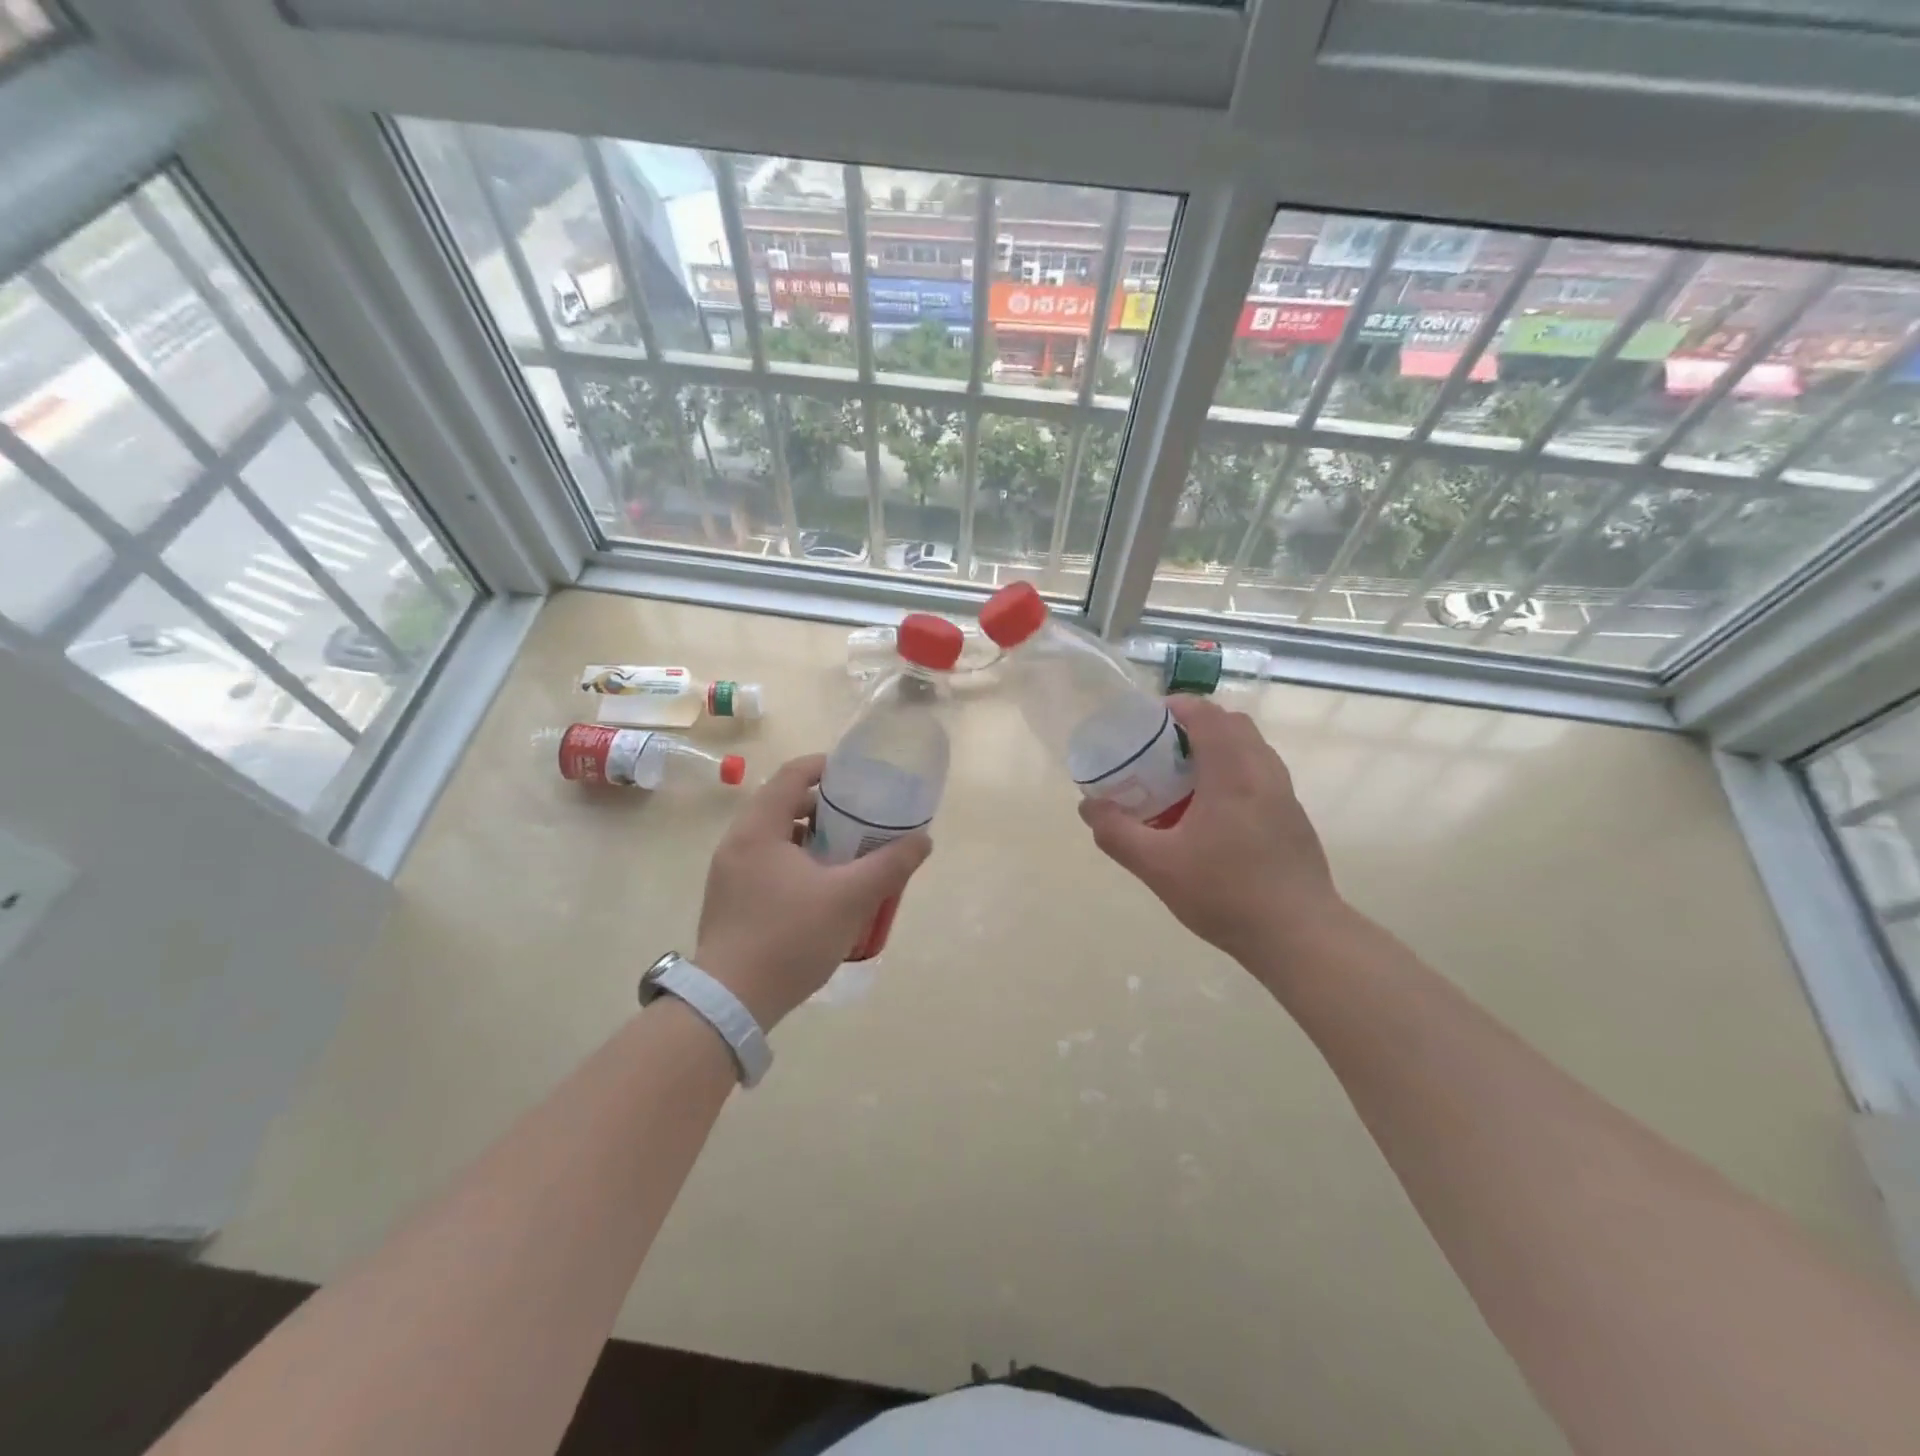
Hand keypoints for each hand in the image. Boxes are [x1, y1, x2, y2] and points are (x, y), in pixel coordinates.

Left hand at [693, 754, 931, 1028]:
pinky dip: (795, 861)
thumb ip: (889, 865)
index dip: (826, 767)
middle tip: (860, 818)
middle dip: (824, 807)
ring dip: (810, 836)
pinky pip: (766, 863)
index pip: (792, 775)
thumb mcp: (850, 898)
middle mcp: (736, 843)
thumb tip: (923, 840)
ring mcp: (728, 873)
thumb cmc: (790, 938)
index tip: (857, 775)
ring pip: (774, 837)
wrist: (731, 1003)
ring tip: (846, 853)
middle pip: (782, 804)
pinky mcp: (728, 900)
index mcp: (758, 829)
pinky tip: (821, 888)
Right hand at [1079, 696, 1344, 974]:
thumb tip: (1088, 807)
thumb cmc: (1226, 894)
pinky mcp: (1294, 818)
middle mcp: (1264, 773)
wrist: (1299, 935)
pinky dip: (1236, 772)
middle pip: (1234, 725)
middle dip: (1198, 724)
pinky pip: (1262, 774)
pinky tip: (1214, 814)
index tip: (1151, 719)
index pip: (1208, 715)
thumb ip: (1117, 833)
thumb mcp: (1157, 866)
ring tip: (1186, 779)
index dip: (1179, 707)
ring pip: (1252, 749)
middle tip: (1164, 749)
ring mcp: (1285, 795)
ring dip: (1220, 748)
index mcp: (1232, 773)